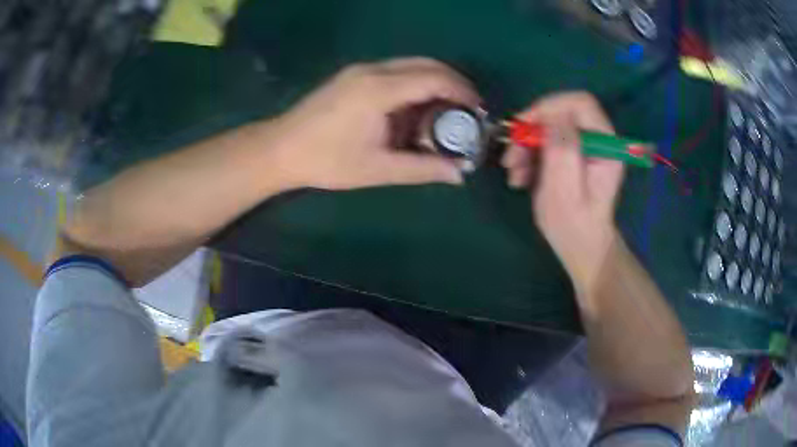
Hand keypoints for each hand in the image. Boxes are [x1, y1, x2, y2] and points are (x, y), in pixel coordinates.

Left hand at [271, 58, 480, 189]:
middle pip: (426, 64)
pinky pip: (395, 72)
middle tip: (467, 111)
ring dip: (433, 84)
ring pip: (411, 65)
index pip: (434, 78)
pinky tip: (415, 110)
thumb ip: (423, 169)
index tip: (478, 111)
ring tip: (444, 114)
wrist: (280, 149)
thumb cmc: (327, 162)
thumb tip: (460, 173)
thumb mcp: (378, 169)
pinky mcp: (353, 75)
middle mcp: (372, 70)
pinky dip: (414, 85)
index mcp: (379, 89)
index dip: (462, 92)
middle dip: (453, 84)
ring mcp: (360, 69)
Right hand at [501, 92, 624, 289]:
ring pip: (548, 128)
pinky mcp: (570, 155)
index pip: (580, 103)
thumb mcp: (565, 191)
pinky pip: (545, 143)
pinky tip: (520, 178)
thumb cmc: (575, 227)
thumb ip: (562, 150)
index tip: (524, 126)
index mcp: (605, 146)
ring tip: (513, 175)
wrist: (580, 247)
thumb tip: (552, 116)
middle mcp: (596, 141)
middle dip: (531, 131)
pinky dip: (528, 157)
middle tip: (511, 157)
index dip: (550, 106)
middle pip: (560, 114)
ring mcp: (583, 148)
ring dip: (525, 147)